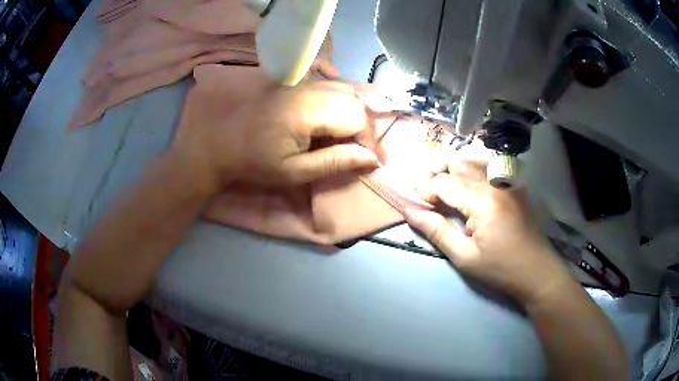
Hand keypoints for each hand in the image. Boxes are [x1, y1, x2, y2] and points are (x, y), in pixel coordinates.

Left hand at [170, 62, 380, 193]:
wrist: (216, 144)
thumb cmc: (253, 162)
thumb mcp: (295, 171)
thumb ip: (335, 162)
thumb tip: (372, 158)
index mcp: (309, 110)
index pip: (357, 117)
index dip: (370, 140)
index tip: (373, 160)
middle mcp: (308, 87)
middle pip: (353, 100)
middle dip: (363, 127)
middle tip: (361, 149)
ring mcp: (298, 79)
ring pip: (342, 87)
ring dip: (352, 110)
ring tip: (348, 133)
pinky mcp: (289, 78)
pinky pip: (322, 72)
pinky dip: (335, 82)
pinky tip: (334, 93)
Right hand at [405, 150, 571, 304]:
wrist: (536, 271)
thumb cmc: (500, 269)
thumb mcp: (464, 257)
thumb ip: (436, 231)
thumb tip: (410, 211)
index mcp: (482, 201)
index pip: (443, 183)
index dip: (424, 191)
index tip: (415, 205)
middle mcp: (495, 182)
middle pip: (456, 161)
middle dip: (434, 172)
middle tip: (423, 190)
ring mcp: (507, 180)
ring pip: (472, 158)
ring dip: (452, 167)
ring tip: (441, 184)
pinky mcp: (514, 183)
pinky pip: (488, 164)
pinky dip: (470, 167)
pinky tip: (465, 181)